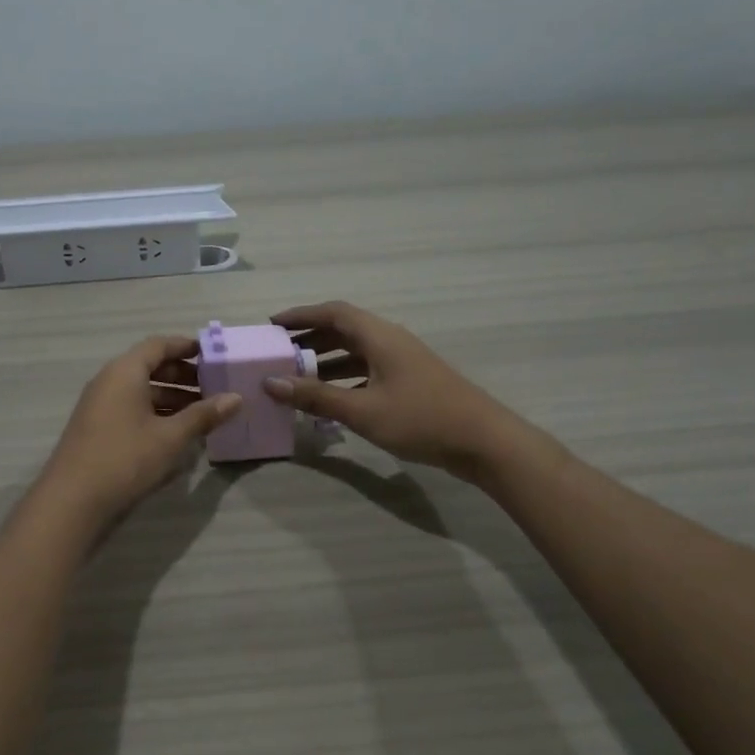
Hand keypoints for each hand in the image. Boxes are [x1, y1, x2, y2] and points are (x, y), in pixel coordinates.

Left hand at [34, 335, 240, 530]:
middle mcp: (109, 381)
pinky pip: (131, 408)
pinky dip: (155, 413)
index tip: (213, 354)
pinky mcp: (97, 428)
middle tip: (214, 387)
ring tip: (202, 413)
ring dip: (171, 397)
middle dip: (183, 375)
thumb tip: (236, 398)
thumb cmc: (125, 458)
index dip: (186, 346)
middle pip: (149, 367)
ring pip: (141, 390)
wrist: (72, 500)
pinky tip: (176, 432)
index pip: (158, 345)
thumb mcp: (171, 437)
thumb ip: (203, 415)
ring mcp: (100, 405)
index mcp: (125, 372)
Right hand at [262, 302, 522, 479]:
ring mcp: (402, 361)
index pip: (333, 312)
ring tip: (296, 376)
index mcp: (379, 337)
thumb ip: (315, 396)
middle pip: (343, 330)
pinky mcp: (410, 382)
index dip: (301, 315)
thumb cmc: (420, 419)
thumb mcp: (362, 410)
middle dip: (309, 338)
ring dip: (326, 360)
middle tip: (278, 353)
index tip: (271, 324)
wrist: (483, 441)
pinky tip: (330, 399)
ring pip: (356, 351)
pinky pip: (367, 369)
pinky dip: (344, 378)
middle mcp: (390, 341)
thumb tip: (270, 383)